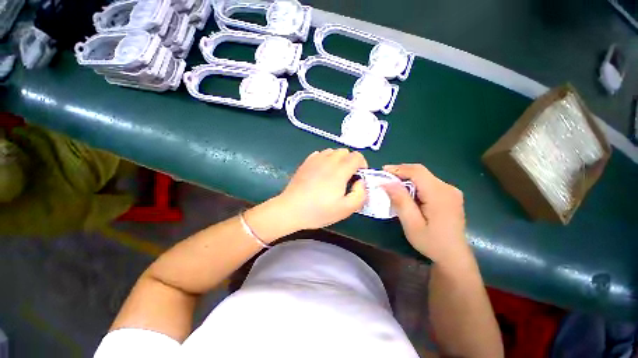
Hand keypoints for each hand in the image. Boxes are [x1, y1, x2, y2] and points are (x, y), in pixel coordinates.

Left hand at [276, 148, 367, 230]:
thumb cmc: (319, 211)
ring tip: (334, 174)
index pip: (357, 156)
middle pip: (345, 152)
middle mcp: (328, 160)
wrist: (291, 209)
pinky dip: (325, 160)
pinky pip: (320, 154)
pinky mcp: (306, 162)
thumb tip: (360, 182)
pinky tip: (321, 172)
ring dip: (337, 160)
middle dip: (350, 162)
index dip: (362, 165)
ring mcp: (315, 160)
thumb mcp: (346, 209)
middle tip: (347, 177)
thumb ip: (360, 194)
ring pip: (332, 152)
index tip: (358, 177)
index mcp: (340, 170)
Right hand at [382, 164, 470, 265]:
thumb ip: (400, 201)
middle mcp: (448, 188)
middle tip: (385, 178)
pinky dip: (415, 184)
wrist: (454, 256)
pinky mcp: (450, 195)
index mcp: (439, 194)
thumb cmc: (431, 242)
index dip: (398, 169)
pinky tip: (407, 192)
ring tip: (392, 184)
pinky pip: (429, 183)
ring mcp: (451, 191)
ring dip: (407, 178)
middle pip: (421, 172)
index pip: (417, 172)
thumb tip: (387, 183)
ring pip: (424, 177)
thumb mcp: (411, 224)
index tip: (382, 171)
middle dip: (401, 172)